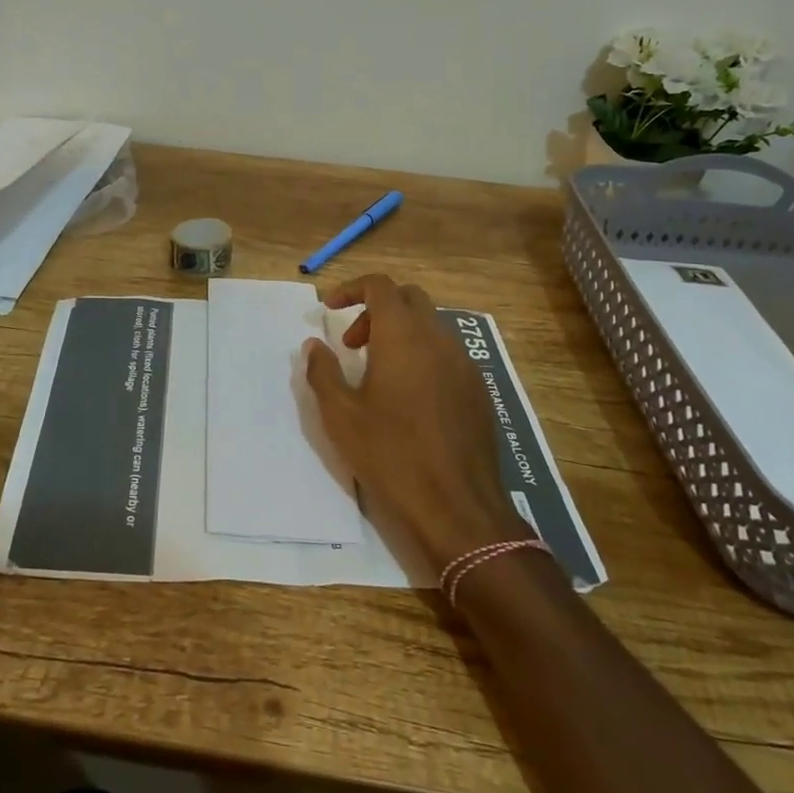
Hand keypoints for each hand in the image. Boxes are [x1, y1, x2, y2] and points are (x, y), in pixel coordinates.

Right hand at [302, 275, 531, 569]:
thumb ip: (323, 372)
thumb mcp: (341, 416)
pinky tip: (410, 398)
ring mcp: (464, 363)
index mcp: (403, 336)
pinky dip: (423, 355)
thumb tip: (314, 345)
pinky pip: (448, 353)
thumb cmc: (391, 455)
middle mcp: (438, 339)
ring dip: (401, 333)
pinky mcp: (479, 389)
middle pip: (409, 298)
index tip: (329, 308)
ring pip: (431, 325)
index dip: (352, 288)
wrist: (457, 507)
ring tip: (378, 374)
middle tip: (352, 345)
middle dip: (376, 309)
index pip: (380, 285)